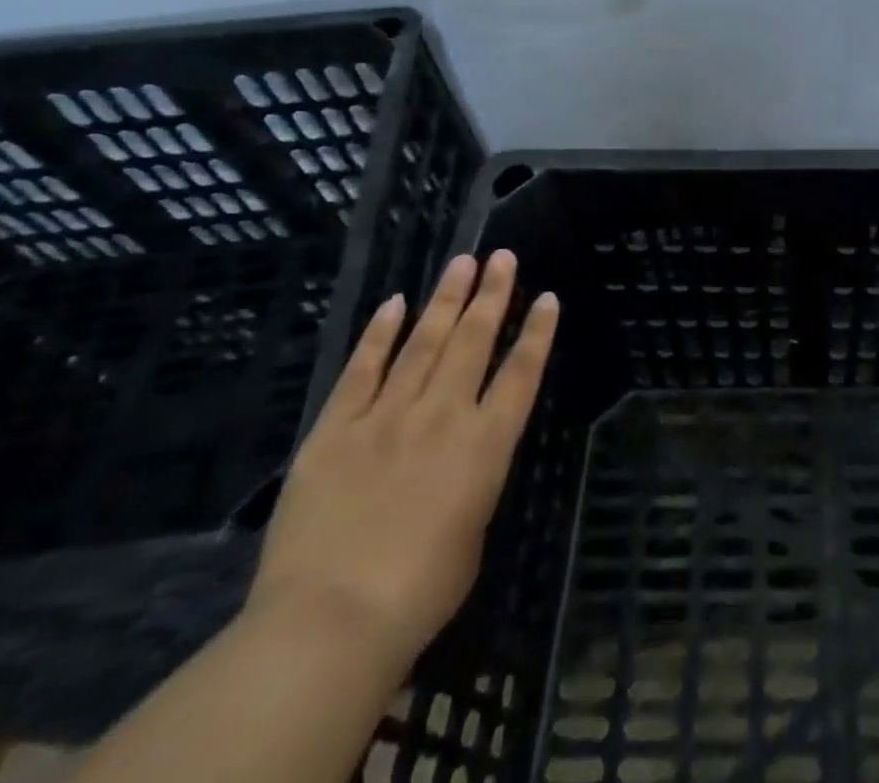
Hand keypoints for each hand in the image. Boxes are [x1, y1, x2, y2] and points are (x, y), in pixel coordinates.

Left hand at [244, 250, 558, 668]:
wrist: (331, 621)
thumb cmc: (420, 593)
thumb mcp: (471, 533)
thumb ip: (471, 484)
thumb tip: (459, 462)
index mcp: (486, 445)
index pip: (521, 373)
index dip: (537, 332)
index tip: (546, 296)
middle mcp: (444, 415)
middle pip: (473, 341)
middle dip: (491, 295)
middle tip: (502, 257)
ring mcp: (387, 416)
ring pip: (423, 342)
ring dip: (445, 300)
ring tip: (462, 263)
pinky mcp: (336, 430)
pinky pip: (362, 370)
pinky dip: (380, 334)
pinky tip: (394, 304)